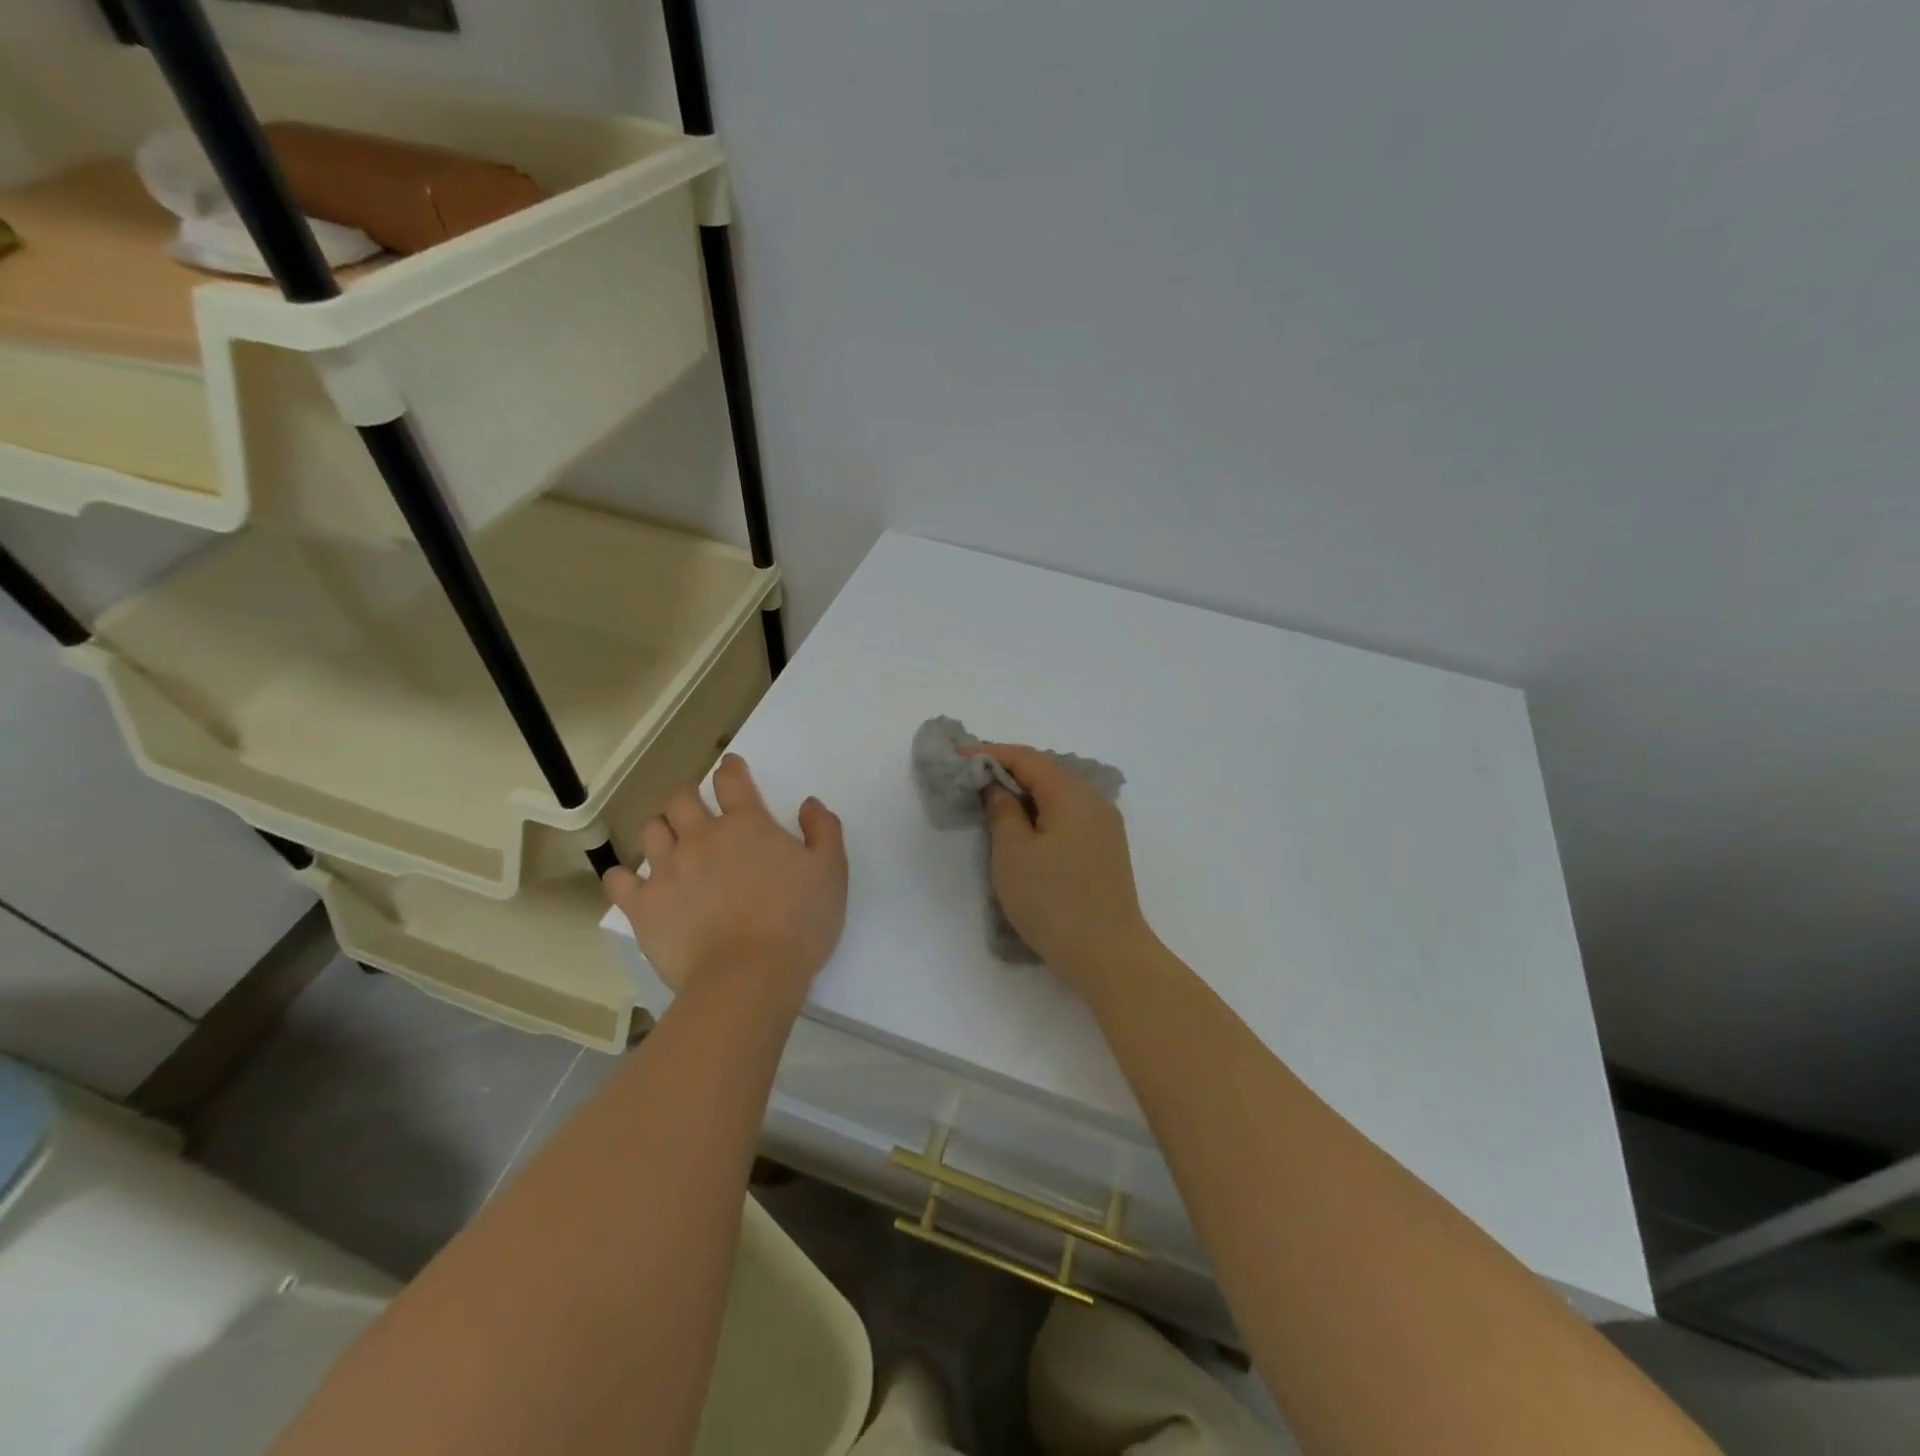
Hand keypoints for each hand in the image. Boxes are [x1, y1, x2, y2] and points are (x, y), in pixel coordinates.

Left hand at [603, 754, 846, 1010]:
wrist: (748, 977)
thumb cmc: (798, 923)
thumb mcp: (831, 872)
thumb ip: (824, 830)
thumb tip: (809, 804)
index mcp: (747, 825)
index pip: (732, 781)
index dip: (731, 768)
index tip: (730, 766)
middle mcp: (701, 837)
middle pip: (681, 798)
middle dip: (688, 795)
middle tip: (697, 808)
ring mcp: (667, 870)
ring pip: (650, 831)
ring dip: (660, 829)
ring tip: (670, 842)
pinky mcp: (644, 906)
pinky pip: (619, 880)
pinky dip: (624, 876)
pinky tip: (633, 882)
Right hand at [977, 743, 1153, 988]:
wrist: (1108, 954)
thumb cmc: (1053, 901)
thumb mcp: (1013, 853)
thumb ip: (1002, 810)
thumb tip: (998, 787)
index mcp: (1071, 793)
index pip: (1026, 758)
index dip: (989, 754)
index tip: (956, 757)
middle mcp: (1094, 799)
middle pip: (1046, 770)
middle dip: (1008, 769)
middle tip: (971, 775)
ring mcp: (1105, 825)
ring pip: (1059, 793)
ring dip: (1026, 791)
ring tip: (993, 797)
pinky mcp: (1106, 848)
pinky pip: (1069, 813)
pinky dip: (1043, 810)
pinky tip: (1026, 825)